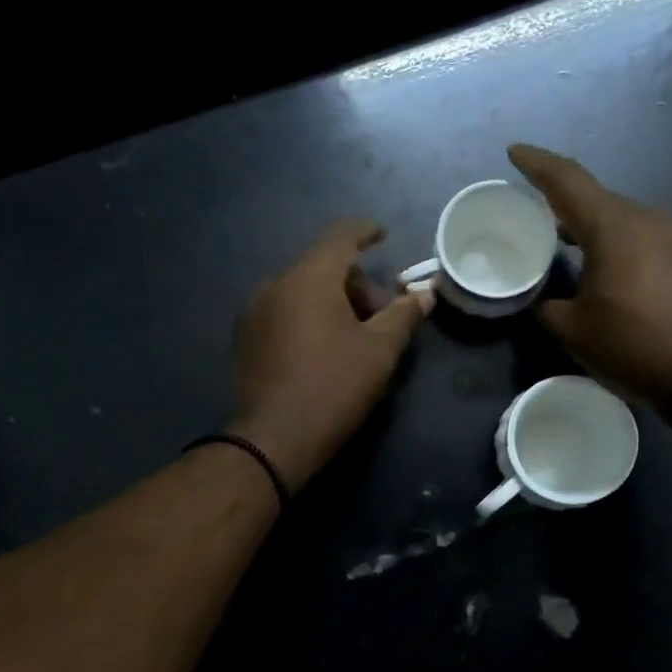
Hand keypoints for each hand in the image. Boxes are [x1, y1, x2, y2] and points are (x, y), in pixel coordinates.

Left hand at [230, 219, 434, 490]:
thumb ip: (404, 314)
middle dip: (356, 283)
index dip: (366, 231)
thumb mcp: (380, 350)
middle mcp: (276, 284)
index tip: (383, 235)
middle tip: (380, 316)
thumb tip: (425, 293)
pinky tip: (323, 349)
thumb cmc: (335, 386)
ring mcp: (254, 311)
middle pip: (322, 266)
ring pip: (302, 290)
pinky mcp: (246, 338)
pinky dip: (308, 317)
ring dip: (332, 302)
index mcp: (309, 277)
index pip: (341, 236)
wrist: (275, 439)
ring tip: (354, 337)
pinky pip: (284, 311)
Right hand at [508, 142, 671, 409]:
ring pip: (622, 221)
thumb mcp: (574, 331)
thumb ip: (548, 308)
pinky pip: (643, 240)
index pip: (567, 180)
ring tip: (567, 244)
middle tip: (536, 214)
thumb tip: (543, 301)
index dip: (536, 163)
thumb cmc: (635, 344)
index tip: (514, 151)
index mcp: (613, 226)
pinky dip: (617, 246)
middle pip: (597, 199)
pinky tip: (607, 270)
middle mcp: (647, 219)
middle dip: (564, 203)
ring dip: (592, 228)